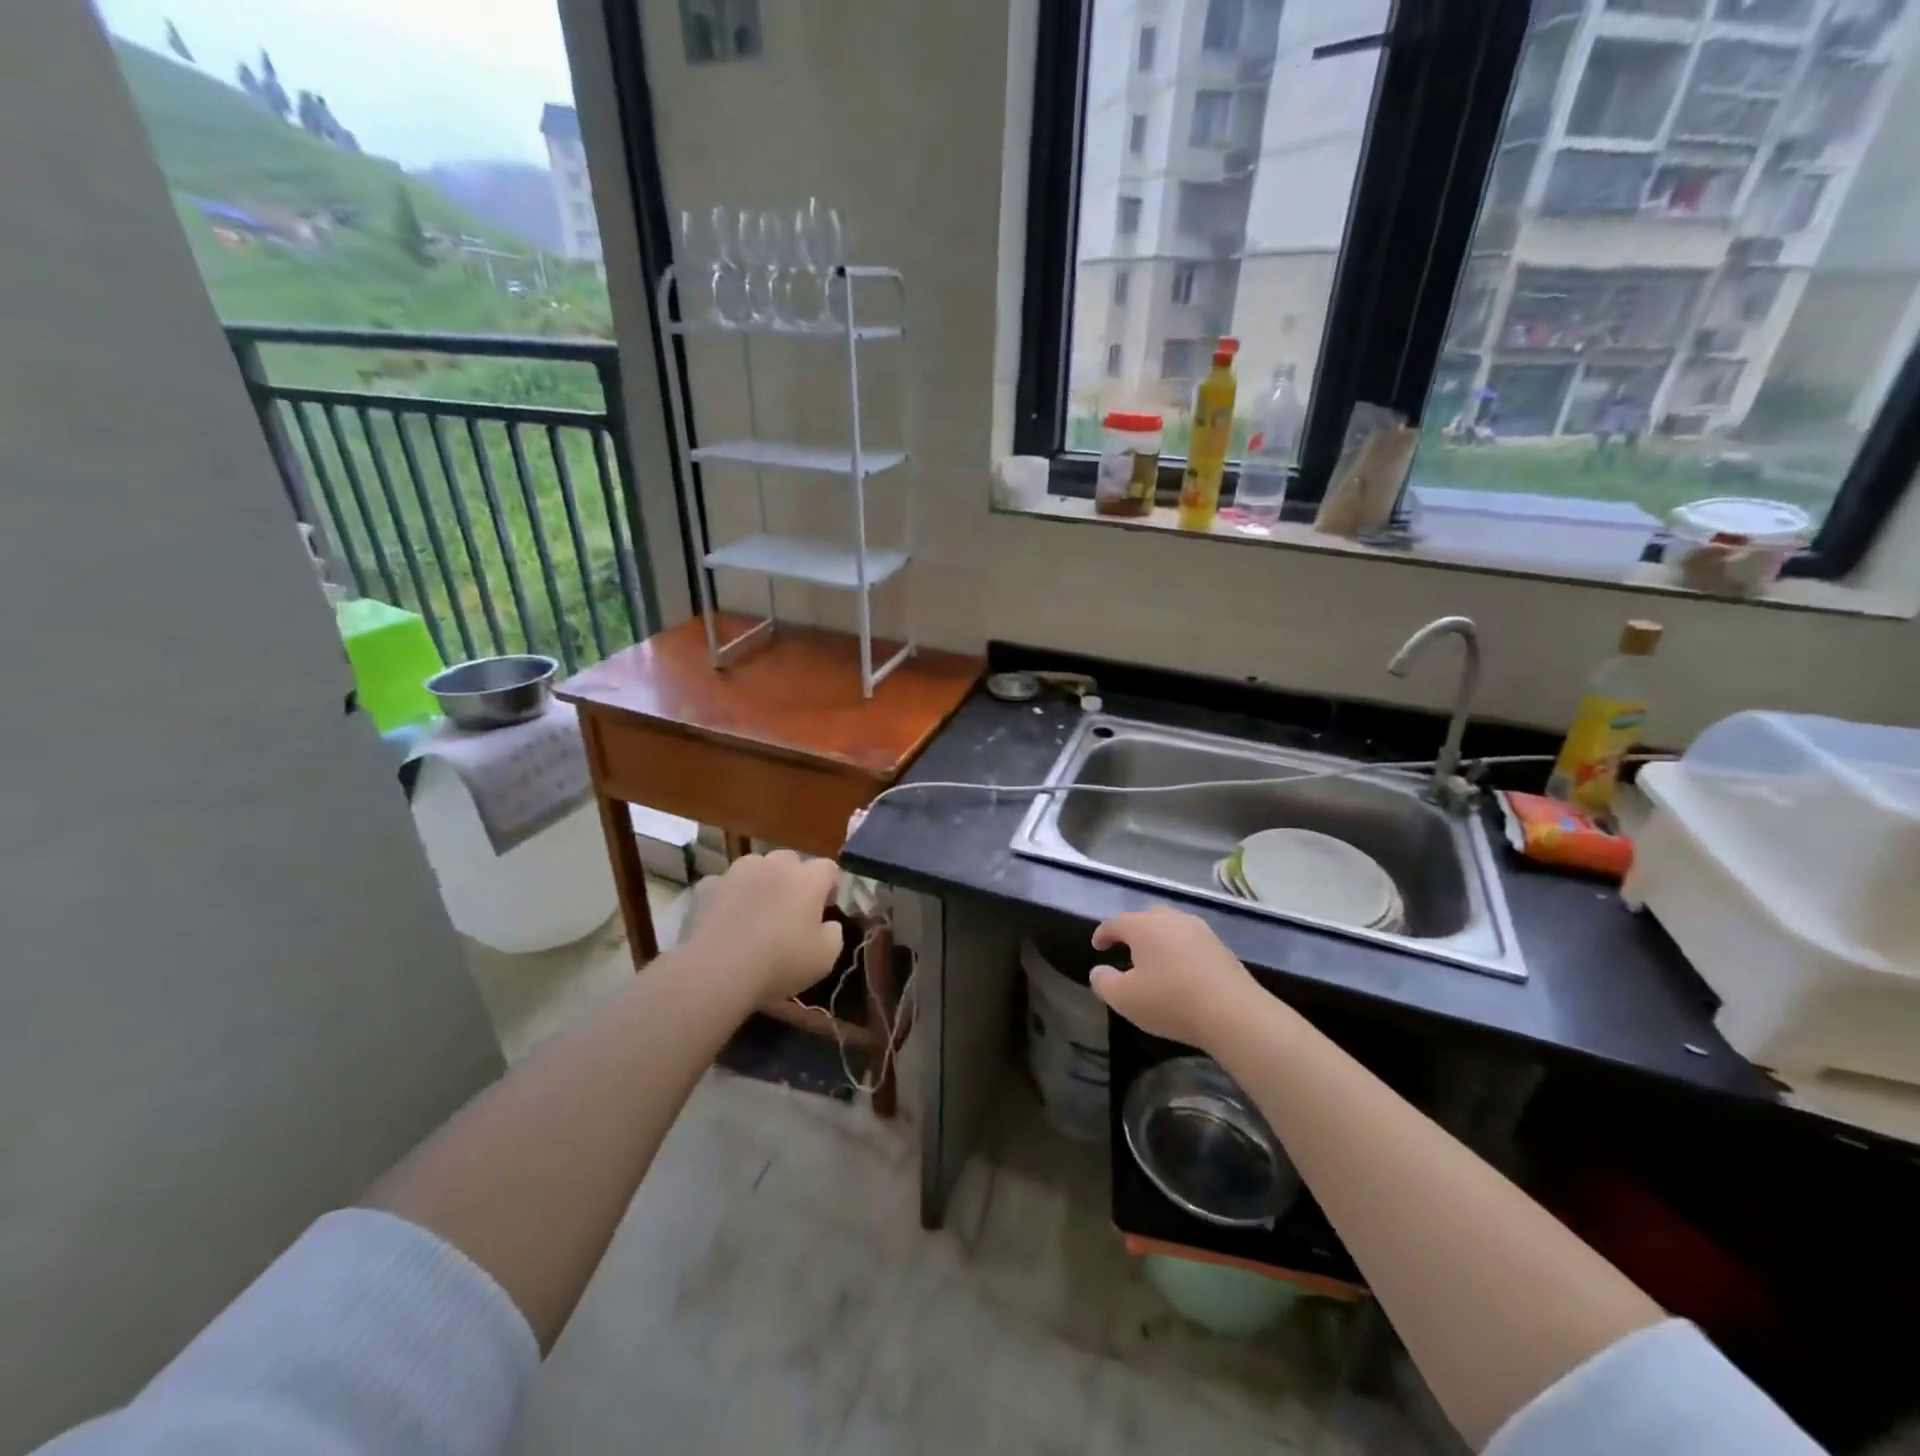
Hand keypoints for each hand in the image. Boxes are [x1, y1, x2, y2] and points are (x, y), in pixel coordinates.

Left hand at [680, 850, 843, 1004]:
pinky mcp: (707, 886)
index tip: (824, 909)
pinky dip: (728, 897)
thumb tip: (828, 923)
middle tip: (790, 910)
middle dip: (793, 880)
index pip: (828, 868)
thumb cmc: (780, 963)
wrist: (717, 971)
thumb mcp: (825, 958)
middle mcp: (774, 865)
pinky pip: (724, 885)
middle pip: (790, 861)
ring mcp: (737, 871)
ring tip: (754, 913)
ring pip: (755, 868)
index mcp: (807, 879)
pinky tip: (725, 921)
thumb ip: (834, 933)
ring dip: (760, 883)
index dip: (829, 886)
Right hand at [1089, 905, 1261, 1049]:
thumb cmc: (1171, 1002)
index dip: (1102, 934)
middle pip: (1146, 917)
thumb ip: (1104, 982)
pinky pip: (1191, 941)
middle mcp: (1171, 920)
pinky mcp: (1221, 947)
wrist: (1234, 1013)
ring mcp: (1200, 931)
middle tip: (1126, 949)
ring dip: (1159, 938)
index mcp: (1144, 927)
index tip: (1097, 947)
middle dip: (1133, 930)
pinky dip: (1180, 950)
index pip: (1115, 923)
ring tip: (1155, 959)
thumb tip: (1098, 970)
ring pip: (1171, 926)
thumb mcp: (1125, 999)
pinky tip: (1181, 970)